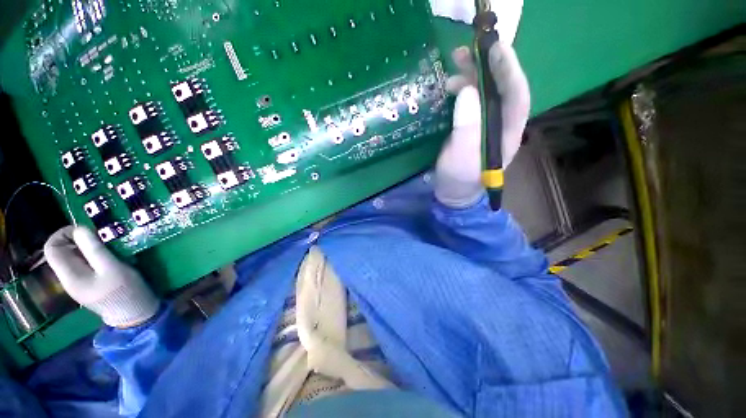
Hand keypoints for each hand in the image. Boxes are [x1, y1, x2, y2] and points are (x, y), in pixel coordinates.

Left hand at [44, 226, 159, 327]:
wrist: (134, 314)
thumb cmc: (124, 290)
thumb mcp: (112, 268)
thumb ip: (94, 249)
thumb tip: (79, 229)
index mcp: (70, 276)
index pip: (52, 248)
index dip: (63, 233)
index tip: (84, 229)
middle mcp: (68, 279)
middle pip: (60, 253)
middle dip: (76, 240)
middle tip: (98, 238)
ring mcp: (77, 284)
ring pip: (71, 258)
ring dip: (85, 248)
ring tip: (105, 247)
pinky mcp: (87, 285)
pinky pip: (81, 265)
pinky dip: (90, 257)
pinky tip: (106, 259)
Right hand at [435, 42, 529, 207]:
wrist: (452, 191)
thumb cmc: (459, 178)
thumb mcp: (461, 156)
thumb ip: (467, 127)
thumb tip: (467, 91)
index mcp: (507, 133)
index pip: (517, 96)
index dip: (510, 71)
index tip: (497, 48)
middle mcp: (501, 124)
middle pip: (501, 89)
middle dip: (488, 67)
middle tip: (466, 51)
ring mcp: (485, 124)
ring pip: (485, 92)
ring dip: (472, 75)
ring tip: (454, 65)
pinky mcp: (470, 125)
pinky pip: (470, 101)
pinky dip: (461, 89)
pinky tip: (450, 86)